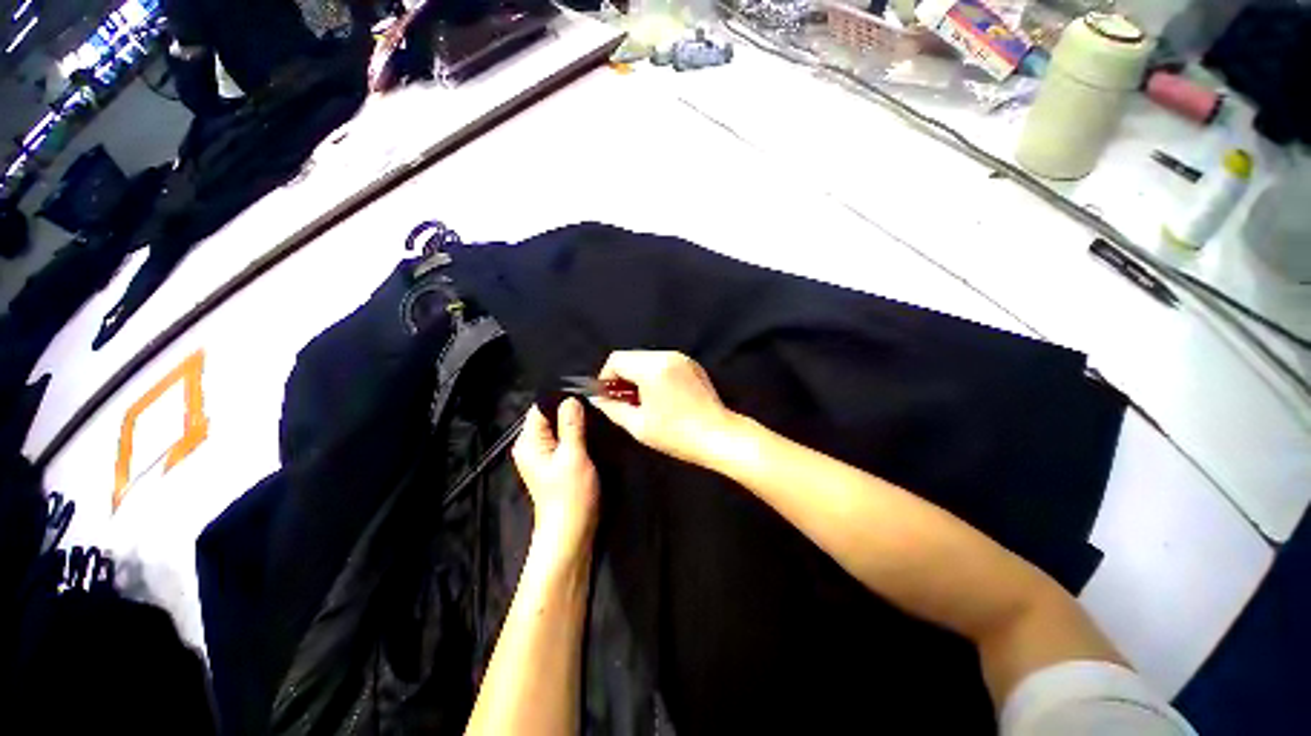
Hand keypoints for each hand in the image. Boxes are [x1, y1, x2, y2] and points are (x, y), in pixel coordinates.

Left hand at [512, 399, 599, 557]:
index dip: (562, 397)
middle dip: (571, 409)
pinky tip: (592, 432)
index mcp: (529, 441)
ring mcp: (544, 455)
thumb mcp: (573, 456)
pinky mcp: (556, 463)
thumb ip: (571, 425)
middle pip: (551, 416)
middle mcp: (532, 445)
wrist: (571, 533)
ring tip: (597, 416)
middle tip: (595, 404)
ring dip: (576, 423)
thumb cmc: (570, 496)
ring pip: (560, 427)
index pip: (541, 407)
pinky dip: (577, 435)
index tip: (585, 392)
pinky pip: (566, 439)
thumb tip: (571, 398)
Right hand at [589, 351, 736, 467]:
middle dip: (622, 377)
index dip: (606, 377)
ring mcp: (682, 359)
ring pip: (647, 360)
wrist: (719, 436)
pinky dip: (654, 375)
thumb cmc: (676, 434)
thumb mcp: (638, 425)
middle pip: (632, 357)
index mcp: (652, 368)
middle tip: (624, 402)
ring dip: (638, 376)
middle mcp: (667, 356)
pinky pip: (663, 363)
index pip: (617, 359)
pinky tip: (660, 397)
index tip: (608, 397)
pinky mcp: (692, 365)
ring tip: (642, 402)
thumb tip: (598, 398)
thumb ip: (613, 408)